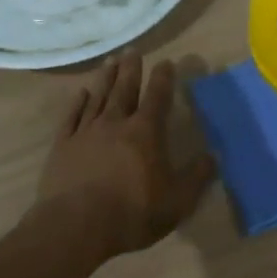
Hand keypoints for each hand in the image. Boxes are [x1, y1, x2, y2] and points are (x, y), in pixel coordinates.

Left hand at [35, 52, 214, 262]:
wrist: (75, 227)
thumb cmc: (132, 213)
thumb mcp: (177, 201)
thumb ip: (197, 177)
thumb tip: (214, 156)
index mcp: (145, 132)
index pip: (158, 97)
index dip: (164, 78)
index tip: (167, 62)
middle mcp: (115, 123)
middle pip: (124, 89)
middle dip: (131, 69)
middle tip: (133, 50)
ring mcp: (85, 133)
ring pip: (97, 97)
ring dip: (105, 78)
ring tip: (110, 60)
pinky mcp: (62, 147)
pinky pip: (71, 117)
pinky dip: (77, 103)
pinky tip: (81, 93)